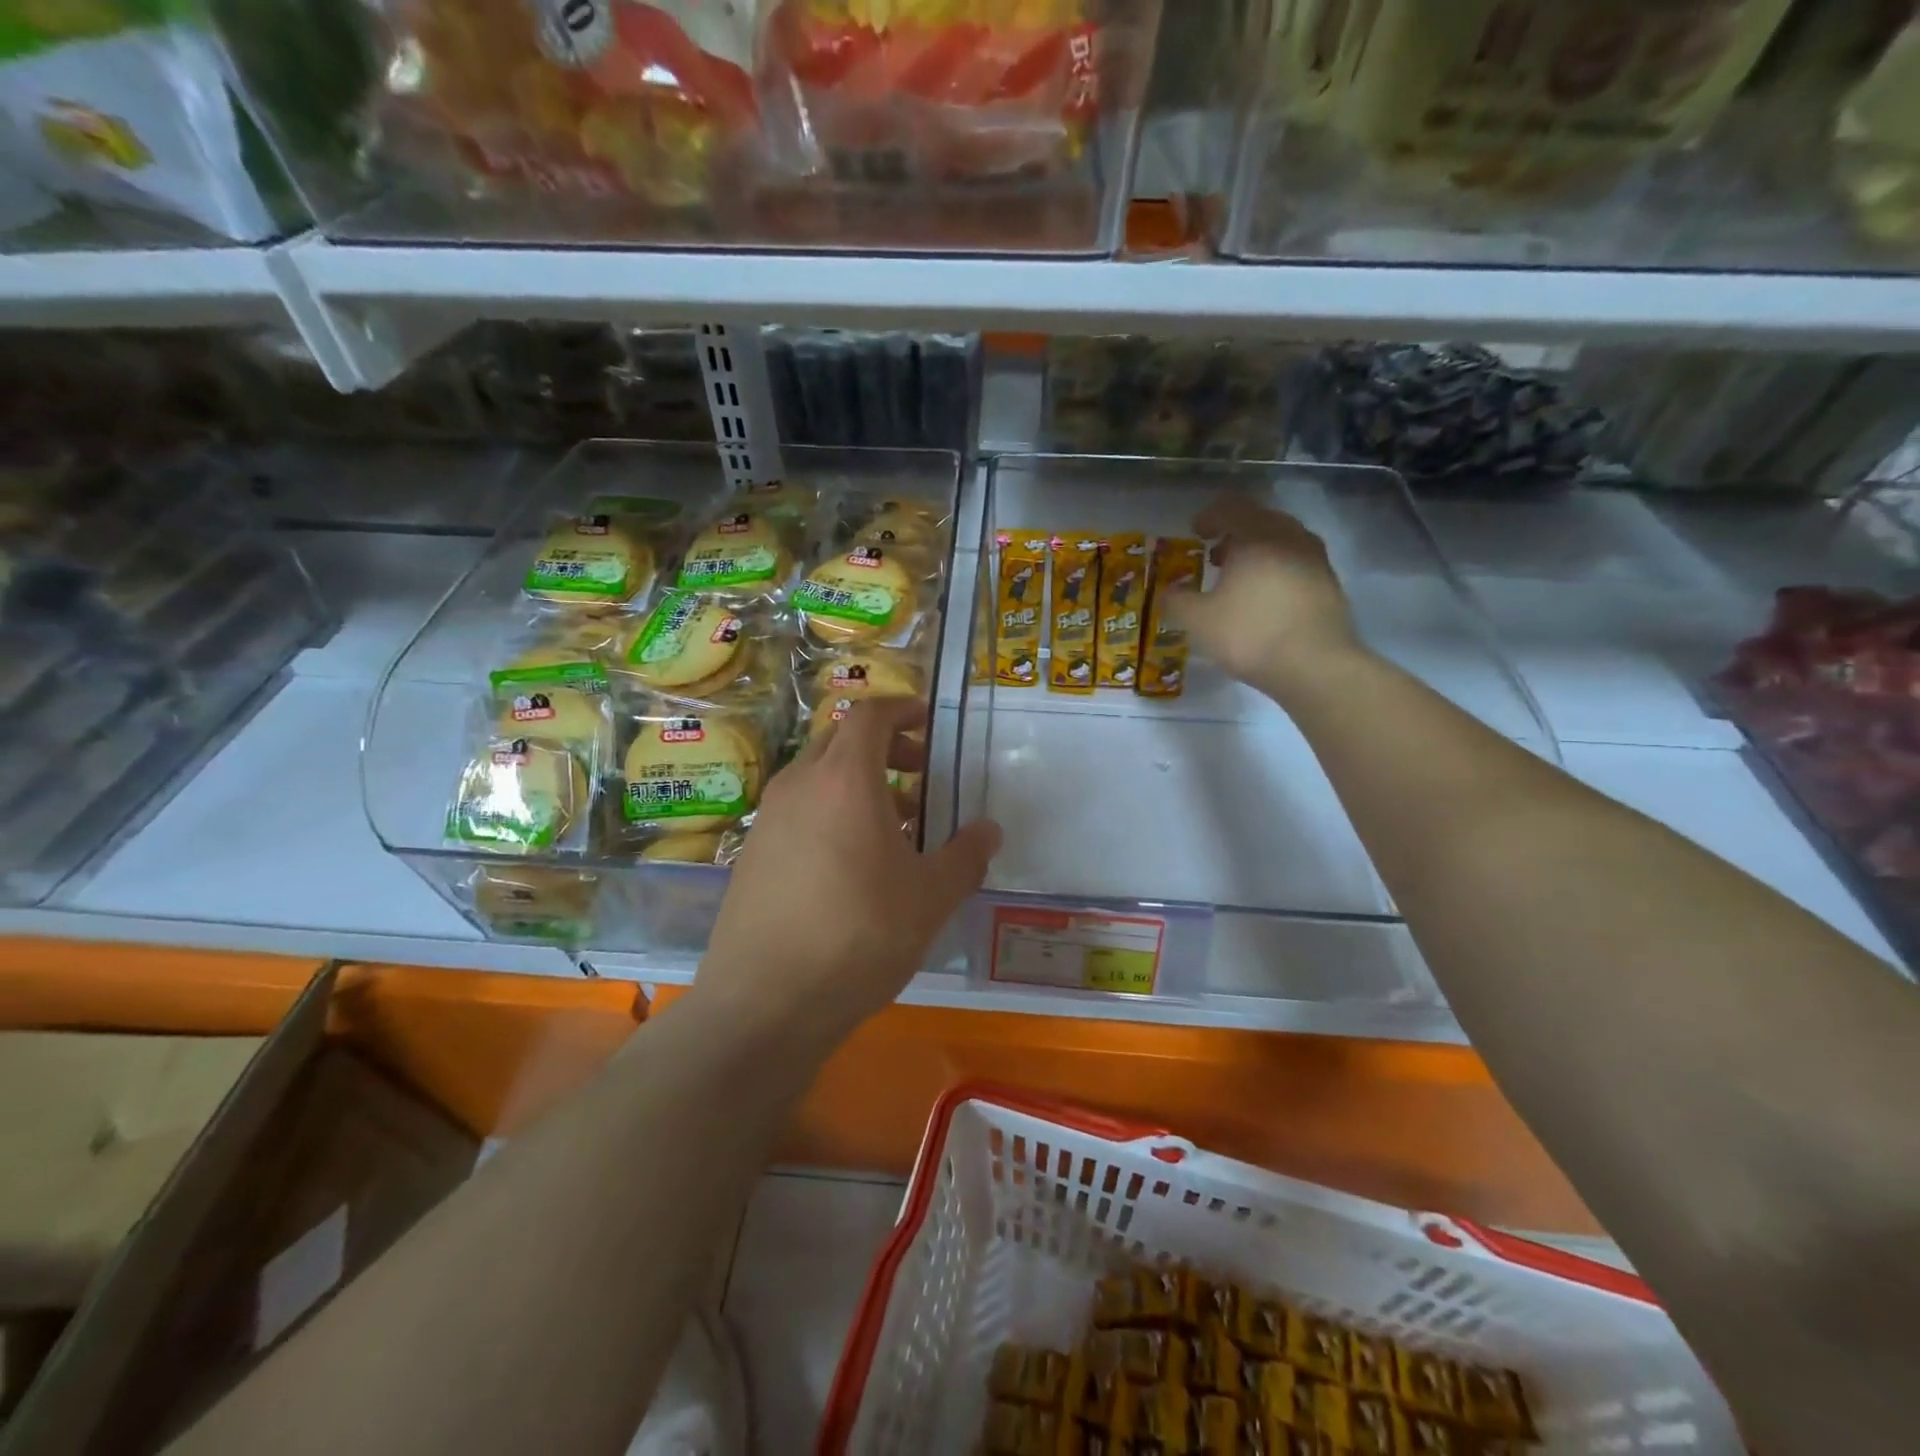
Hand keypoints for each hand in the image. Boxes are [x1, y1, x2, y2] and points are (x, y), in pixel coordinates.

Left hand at [698, 697, 1001, 1047]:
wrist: (764, 1003)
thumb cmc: (858, 936)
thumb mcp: (930, 898)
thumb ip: (965, 856)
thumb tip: (989, 830)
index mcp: (843, 779)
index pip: (868, 714)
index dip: (900, 708)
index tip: (927, 720)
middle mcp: (798, 785)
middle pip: (841, 740)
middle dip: (885, 747)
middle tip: (921, 773)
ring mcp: (769, 819)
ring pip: (819, 778)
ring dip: (860, 784)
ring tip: (899, 827)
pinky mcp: (752, 854)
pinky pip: (800, 811)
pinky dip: (832, 813)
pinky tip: (856, 865)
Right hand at [1166, 495, 1364, 701]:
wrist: (1316, 665)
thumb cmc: (1250, 634)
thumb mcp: (1198, 621)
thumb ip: (1176, 601)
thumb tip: (1167, 592)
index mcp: (1256, 536)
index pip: (1230, 508)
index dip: (1209, 516)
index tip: (1196, 532)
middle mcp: (1290, 537)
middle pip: (1259, 521)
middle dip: (1235, 534)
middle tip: (1215, 556)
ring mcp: (1315, 559)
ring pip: (1282, 542)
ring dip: (1258, 553)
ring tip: (1239, 579)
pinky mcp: (1329, 584)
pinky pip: (1296, 564)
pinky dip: (1276, 571)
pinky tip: (1264, 599)